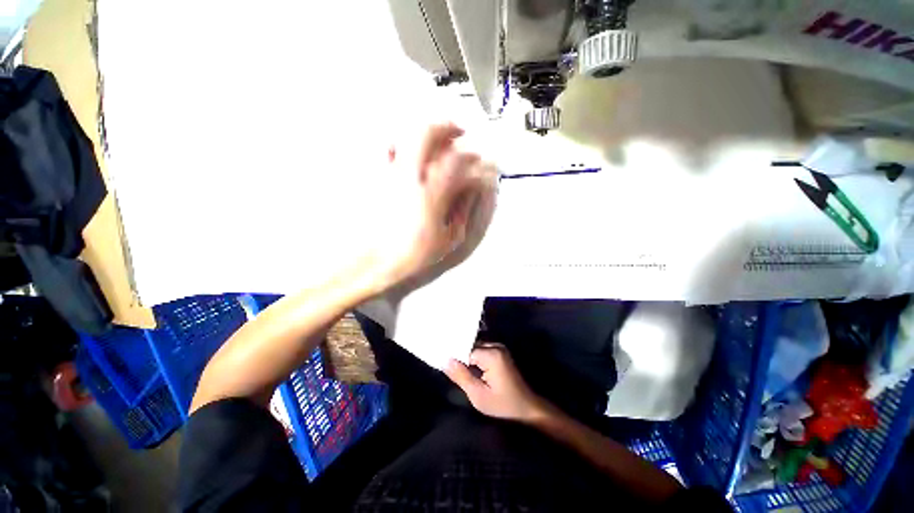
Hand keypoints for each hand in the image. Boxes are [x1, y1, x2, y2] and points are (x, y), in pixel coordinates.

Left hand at [373, 123, 496, 293]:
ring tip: (437, 137)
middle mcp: (411, 175)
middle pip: (428, 133)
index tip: (480, 161)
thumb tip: (470, 190)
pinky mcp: (377, 177)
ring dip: (426, 131)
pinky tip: (408, 150)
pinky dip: (401, 142)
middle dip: (447, 127)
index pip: (458, 161)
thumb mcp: (449, 238)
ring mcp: (391, 173)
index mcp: (432, 192)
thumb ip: (462, 211)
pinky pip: (387, 149)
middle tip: (459, 132)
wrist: (378, 260)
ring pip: (407, 135)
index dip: (472, 157)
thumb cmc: (415, 253)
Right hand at [444, 343, 547, 422]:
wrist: (526, 407)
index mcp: (491, 354)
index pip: (465, 350)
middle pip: (470, 346)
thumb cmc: (502, 404)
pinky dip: (474, 358)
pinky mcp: (500, 352)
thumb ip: (461, 376)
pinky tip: (469, 368)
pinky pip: (482, 350)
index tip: (443, 364)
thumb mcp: (478, 395)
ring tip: (456, 369)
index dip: (455, 358)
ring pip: (475, 348)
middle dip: (460, 357)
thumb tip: (444, 360)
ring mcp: (499, 347)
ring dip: (467, 358)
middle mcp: (496, 346)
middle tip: (448, 368)